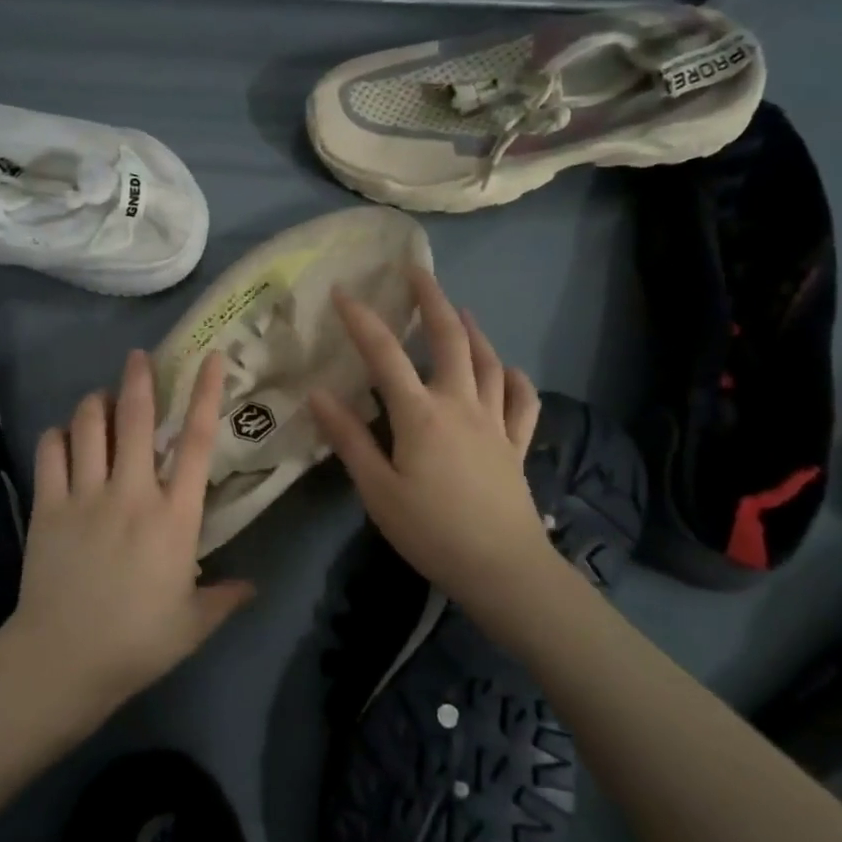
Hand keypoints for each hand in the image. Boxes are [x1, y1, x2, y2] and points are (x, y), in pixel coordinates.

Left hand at [4, 349, 254, 713]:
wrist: (63, 661)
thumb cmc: (137, 642)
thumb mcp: (193, 624)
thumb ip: (226, 598)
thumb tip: (253, 586)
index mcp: (174, 515)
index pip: (195, 442)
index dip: (205, 394)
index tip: (210, 359)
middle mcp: (131, 492)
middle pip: (135, 418)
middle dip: (138, 379)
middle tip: (138, 357)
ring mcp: (85, 495)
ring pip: (87, 426)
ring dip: (95, 403)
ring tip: (100, 399)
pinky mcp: (48, 506)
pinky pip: (50, 452)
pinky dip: (57, 435)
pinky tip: (63, 437)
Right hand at [309, 267, 546, 607]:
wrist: (503, 569)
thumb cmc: (431, 531)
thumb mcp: (377, 489)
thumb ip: (349, 439)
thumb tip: (318, 394)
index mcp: (420, 414)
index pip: (385, 355)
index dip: (362, 320)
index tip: (343, 293)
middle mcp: (460, 405)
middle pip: (450, 340)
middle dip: (432, 301)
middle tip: (418, 272)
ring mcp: (494, 423)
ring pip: (489, 363)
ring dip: (474, 331)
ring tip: (461, 310)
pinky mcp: (516, 445)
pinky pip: (522, 403)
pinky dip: (516, 380)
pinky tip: (509, 370)